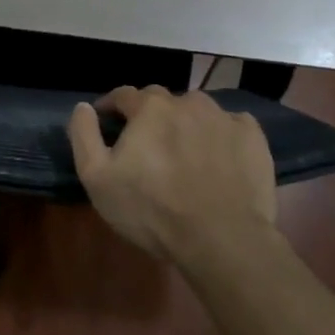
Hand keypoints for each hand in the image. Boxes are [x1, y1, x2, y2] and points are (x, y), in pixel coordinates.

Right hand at [68, 86, 276, 264]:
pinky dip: (220, 135)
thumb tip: (83, 107)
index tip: (106, 120)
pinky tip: (218, 157)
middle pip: (161, 100)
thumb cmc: (152, 210)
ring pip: (197, 110)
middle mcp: (187, 102)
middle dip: (149, 114)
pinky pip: (231, 125)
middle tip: (146, 142)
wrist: (222, 239)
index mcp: (149, 108)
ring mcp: (223, 117)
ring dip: (186, 122)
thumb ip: (84, 135)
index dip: (111, 106)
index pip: (123, 95)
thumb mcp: (98, 178)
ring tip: (184, 150)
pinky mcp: (252, 137)